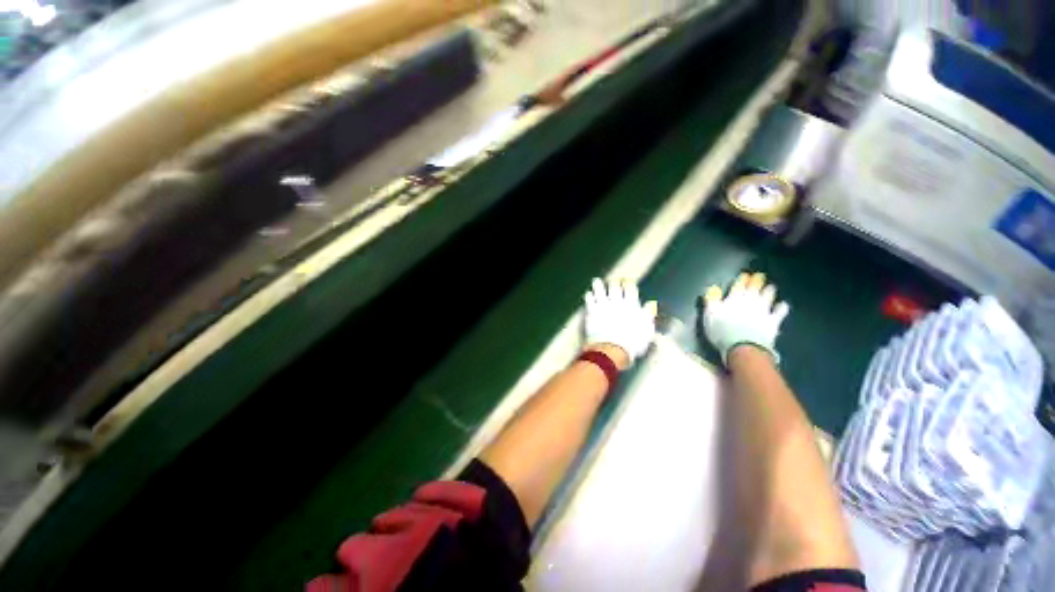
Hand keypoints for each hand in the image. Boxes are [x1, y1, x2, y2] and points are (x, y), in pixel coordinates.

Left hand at [583, 278, 657, 368]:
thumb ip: (648, 315)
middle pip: (614, 286)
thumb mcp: (646, 330)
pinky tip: (589, 294)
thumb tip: (651, 304)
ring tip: (596, 281)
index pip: (630, 288)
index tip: (627, 283)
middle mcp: (616, 302)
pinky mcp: (591, 311)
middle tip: (613, 282)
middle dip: (614, 283)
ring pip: (600, 289)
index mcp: (631, 305)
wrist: (611, 349)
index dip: (628, 284)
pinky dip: (589, 295)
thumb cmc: (632, 343)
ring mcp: (603, 305)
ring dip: (598, 285)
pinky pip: (589, 299)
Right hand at [702, 272, 789, 364]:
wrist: (743, 347)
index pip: (738, 285)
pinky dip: (781, 307)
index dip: (742, 279)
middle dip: (757, 281)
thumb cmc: (721, 330)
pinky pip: (780, 311)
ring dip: (769, 290)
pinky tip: (783, 305)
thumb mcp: (709, 314)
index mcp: (733, 298)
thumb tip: (713, 287)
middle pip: (755, 288)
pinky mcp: (773, 321)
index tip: (745, 275)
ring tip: (770, 286)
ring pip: (768, 296)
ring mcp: (764, 310)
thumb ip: (711, 300)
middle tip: (760, 275)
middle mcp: (750, 301)